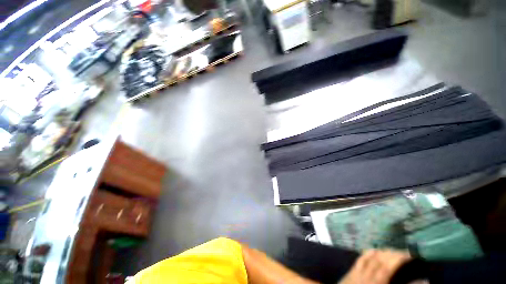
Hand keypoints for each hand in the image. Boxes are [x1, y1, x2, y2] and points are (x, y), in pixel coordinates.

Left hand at [340, 250, 410, 283]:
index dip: (399, 259)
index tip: (410, 255)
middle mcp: (368, 274)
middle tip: (403, 252)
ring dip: (381, 252)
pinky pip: (360, 259)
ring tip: (391, 250)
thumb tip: (423, 281)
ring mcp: (359, 271)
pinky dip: (368, 253)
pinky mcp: (351, 271)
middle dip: (392, 254)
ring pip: (370, 257)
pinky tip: (372, 250)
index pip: (390, 266)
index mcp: (379, 281)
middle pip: (380, 260)